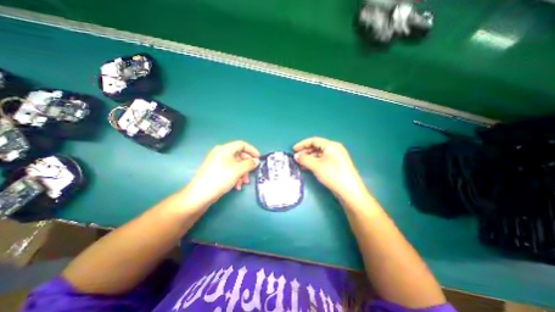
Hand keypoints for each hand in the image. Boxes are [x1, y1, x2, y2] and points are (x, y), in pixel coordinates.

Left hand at [181, 142, 260, 208]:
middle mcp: (221, 153)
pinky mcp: (216, 171)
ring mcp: (218, 162)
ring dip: (242, 173)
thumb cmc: (220, 178)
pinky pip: (230, 170)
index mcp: (225, 149)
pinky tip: (237, 186)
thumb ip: (249, 164)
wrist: (200, 195)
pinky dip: (236, 176)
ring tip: (243, 183)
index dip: (252, 150)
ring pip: (235, 164)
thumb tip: (256, 160)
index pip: (242, 144)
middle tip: (252, 173)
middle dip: (247, 165)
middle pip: (239, 155)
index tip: (258, 158)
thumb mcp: (238, 170)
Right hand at [293, 136, 366, 198]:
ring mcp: (336, 158)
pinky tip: (307, 168)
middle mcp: (334, 149)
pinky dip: (314, 163)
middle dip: (305, 152)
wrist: (350, 191)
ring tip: (300, 164)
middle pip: (316, 147)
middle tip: (296, 158)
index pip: (314, 140)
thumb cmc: (333, 175)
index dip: (302, 144)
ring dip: (308, 158)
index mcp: (331, 146)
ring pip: (319, 155)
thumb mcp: (316, 166)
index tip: (293, 150)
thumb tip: (296, 156)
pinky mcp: (336, 166)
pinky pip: (322, 161)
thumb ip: (304, 159)